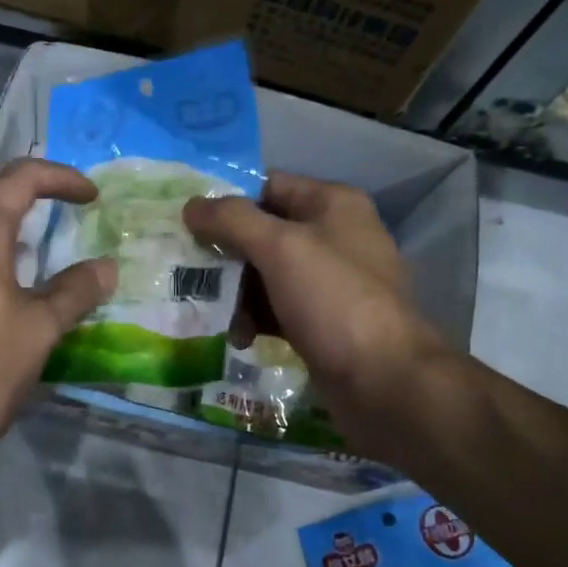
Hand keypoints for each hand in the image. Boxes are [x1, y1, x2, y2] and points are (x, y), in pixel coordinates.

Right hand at [183, 172, 447, 457]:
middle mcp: (333, 236)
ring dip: (234, 292)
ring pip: (266, 275)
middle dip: (224, 252)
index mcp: (332, 204)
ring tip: (207, 310)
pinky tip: (238, 336)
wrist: (383, 380)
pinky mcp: (322, 321)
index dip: (225, 199)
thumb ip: (232, 220)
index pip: (267, 186)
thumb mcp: (280, 248)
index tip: (184, 219)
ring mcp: (329, 282)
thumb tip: (191, 205)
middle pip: (263, 232)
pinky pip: (276, 308)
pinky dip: (254, 318)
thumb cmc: (333, 300)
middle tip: (184, 269)